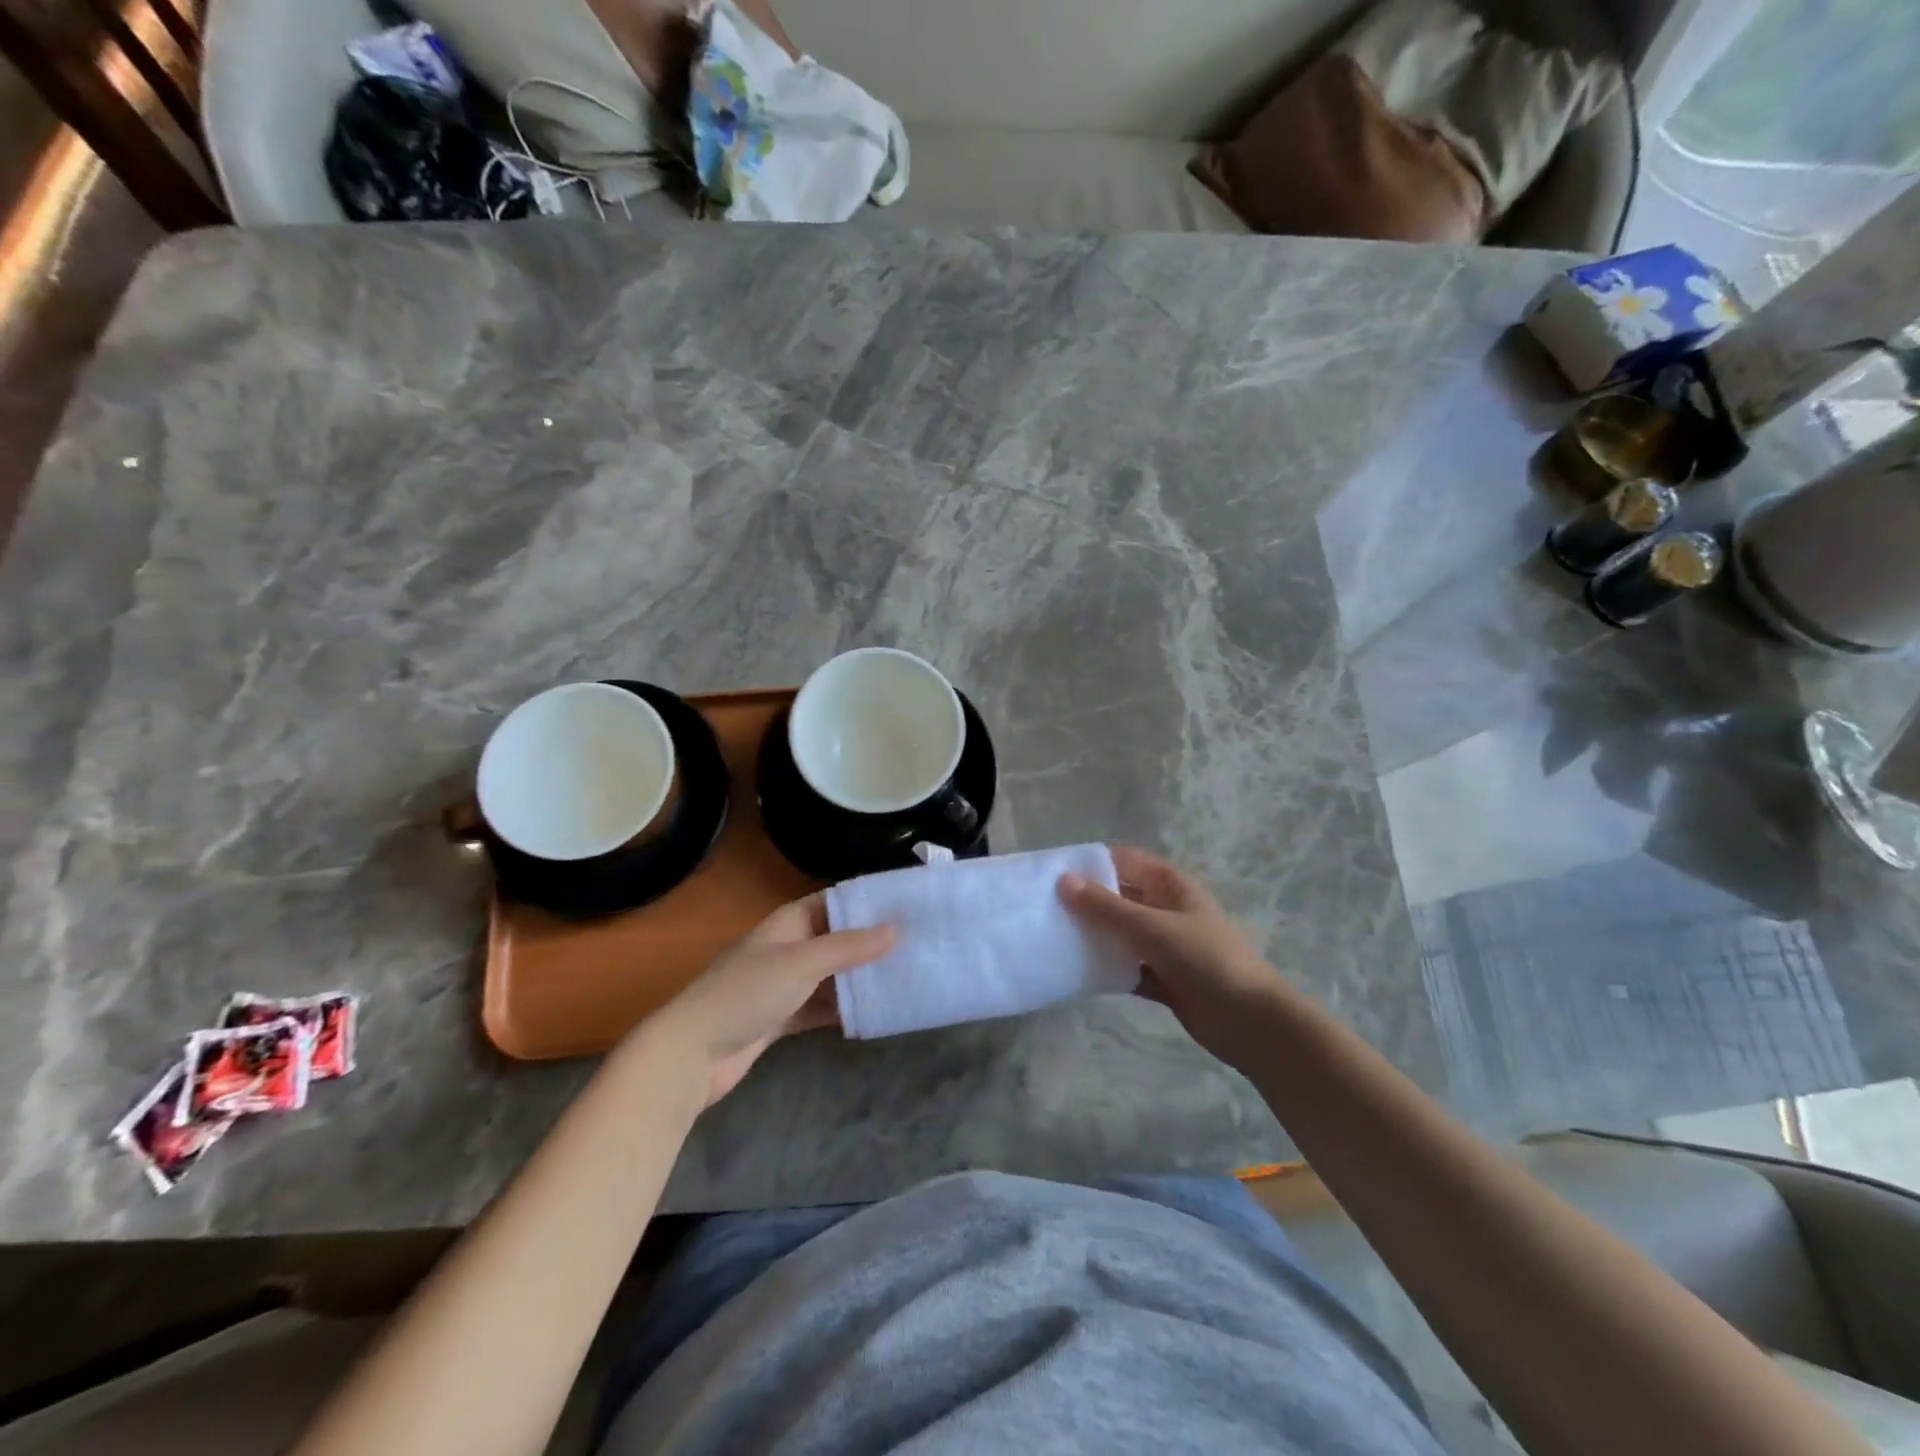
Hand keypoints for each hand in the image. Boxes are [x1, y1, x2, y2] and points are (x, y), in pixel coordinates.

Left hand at [653, 895, 893, 1105]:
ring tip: (905, 977)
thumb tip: (895, 930)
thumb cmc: (747, 993)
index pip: (835, 901)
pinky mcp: (782, 1017)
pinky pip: (822, 1006)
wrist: (693, 1053)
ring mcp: (784, 984)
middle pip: (837, 938)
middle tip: (917, 945)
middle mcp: (788, 947)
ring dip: (861, 978)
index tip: (908, 906)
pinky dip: (844, 1009)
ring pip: (832, 975)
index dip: (868, 902)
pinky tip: (875, 1013)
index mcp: (789, 922)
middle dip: (871, 943)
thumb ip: (849, 947)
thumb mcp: (802, 962)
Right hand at [1059, 846, 1283, 1065]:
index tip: (1052, 870)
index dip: (1091, 861)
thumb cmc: (1206, 960)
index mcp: (1169, 885)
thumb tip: (1063, 880)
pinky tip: (1076, 972)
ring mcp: (1164, 945)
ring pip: (1120, 933)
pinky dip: (1106, 968)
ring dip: (1094, 935)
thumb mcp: (1152, 927)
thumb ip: (1106, 907)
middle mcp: (1165, 909)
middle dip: (1086, 900)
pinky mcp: (1162, 978)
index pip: (1124, 860)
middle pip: (1119, 896)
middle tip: (1043, 905)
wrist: (1251, 1022)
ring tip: (1052, 936)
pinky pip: (1126, 966)